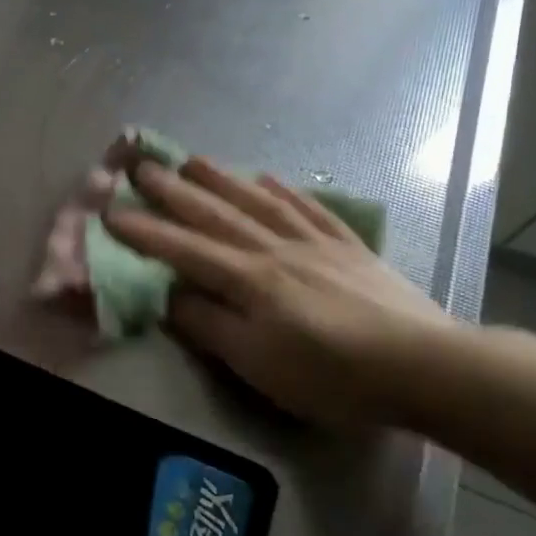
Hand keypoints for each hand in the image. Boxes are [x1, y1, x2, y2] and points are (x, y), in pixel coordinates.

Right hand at [105, 157, 459, 426]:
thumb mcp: (257, 363)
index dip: (145, 232)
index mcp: (248, 279)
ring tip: (194, 159)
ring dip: (223, 179)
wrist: (425, 366)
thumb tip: (168, 296)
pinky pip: (311, 210)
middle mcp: (276, 249)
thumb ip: (209, 325)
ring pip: (259, 202)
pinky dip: (287, 191)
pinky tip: (271, 178)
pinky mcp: (350, 248)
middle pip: (217, 214)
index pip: (184, 249)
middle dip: (175, 191)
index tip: (111, 212)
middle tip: (142, 165)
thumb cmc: (330, 375)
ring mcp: (316, 243)